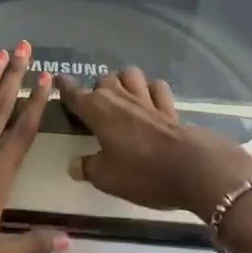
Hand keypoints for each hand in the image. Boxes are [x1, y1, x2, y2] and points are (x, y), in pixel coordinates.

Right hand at [60, 68, 251, 218]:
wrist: (192, 168)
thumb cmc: (143, 173)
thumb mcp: (108, 178)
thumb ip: (89, 168)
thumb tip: (74, 165)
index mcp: (98, 110)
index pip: (75, 93)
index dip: (65, 87)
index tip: (59, 80)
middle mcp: (119, 98)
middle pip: (104, 80)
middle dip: (97, 89)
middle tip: (96, 107)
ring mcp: (146, 99)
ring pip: (130, 75)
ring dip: (124, 81)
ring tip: (122, 96)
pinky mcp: (169, 107)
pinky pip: (157, 88)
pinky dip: (151, 90)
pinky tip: (150, 101)